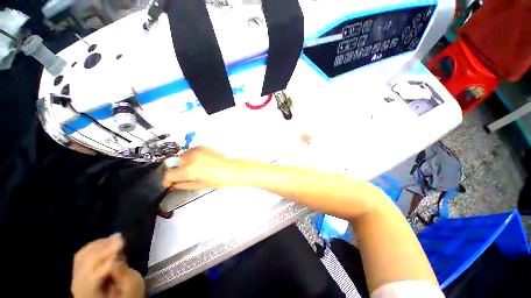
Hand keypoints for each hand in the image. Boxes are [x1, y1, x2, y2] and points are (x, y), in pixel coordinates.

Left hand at [71, 234, 144, 297]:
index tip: (122, 242)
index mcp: (90, 294)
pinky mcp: (79, 272)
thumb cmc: (128, 293)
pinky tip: (105, 242)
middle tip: (119, 236)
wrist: (117, 297)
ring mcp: (76, 278)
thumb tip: (116, 259)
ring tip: (114, 238)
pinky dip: (92, 247)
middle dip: (102, 248)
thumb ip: (123, 274)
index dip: (107, 257)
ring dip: (98, 245)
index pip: (94, 275)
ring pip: (81, 257)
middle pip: (86, 264)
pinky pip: (81, 256)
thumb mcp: (131, 286)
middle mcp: (78, 286)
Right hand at [163, 146, 239, 189]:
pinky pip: (190, 152)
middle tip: (185, 175)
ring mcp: (196, 150)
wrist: (230, 169)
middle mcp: (189, 158)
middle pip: (173, 163)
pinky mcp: (202, 147)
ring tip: (194, 168)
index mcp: (188, 170)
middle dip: (176, 171)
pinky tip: (200, 162)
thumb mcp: (198, 185)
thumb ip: (182, 185)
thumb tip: (173, 184)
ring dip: (183, 163)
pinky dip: (191, 157)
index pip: (168, 174)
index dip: (166, 180)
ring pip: (181, 156)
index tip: (169, 183)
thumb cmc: (216, 179)